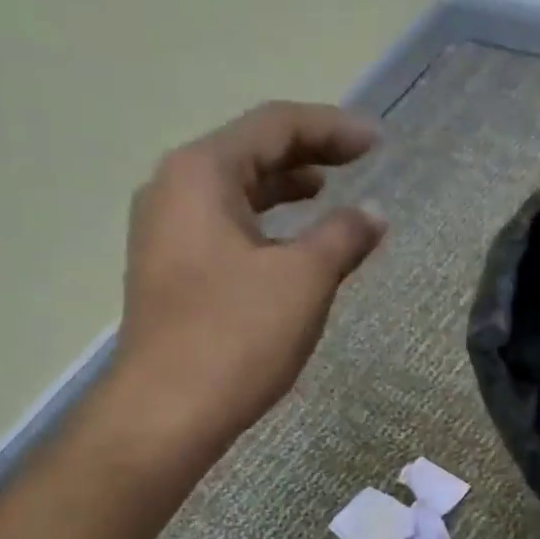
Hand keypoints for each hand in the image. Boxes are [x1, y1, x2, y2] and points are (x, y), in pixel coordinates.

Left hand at [115, 101, 385, 447]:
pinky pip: (221, 231)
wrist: (167, 412)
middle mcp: (172, 190)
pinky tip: (286, 252)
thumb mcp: (303, 281)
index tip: (377, 144)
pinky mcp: (167, 275)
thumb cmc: (236, 337)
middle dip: (306, 156)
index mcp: (201, 173)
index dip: (332, 128)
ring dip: (281, 193)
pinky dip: (261, 229)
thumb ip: (342, 237)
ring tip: (324, 198)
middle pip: (248, 154)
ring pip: (232, 195)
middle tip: (355, 165)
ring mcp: (163, 235)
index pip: (274, 127)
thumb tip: (373, 215)